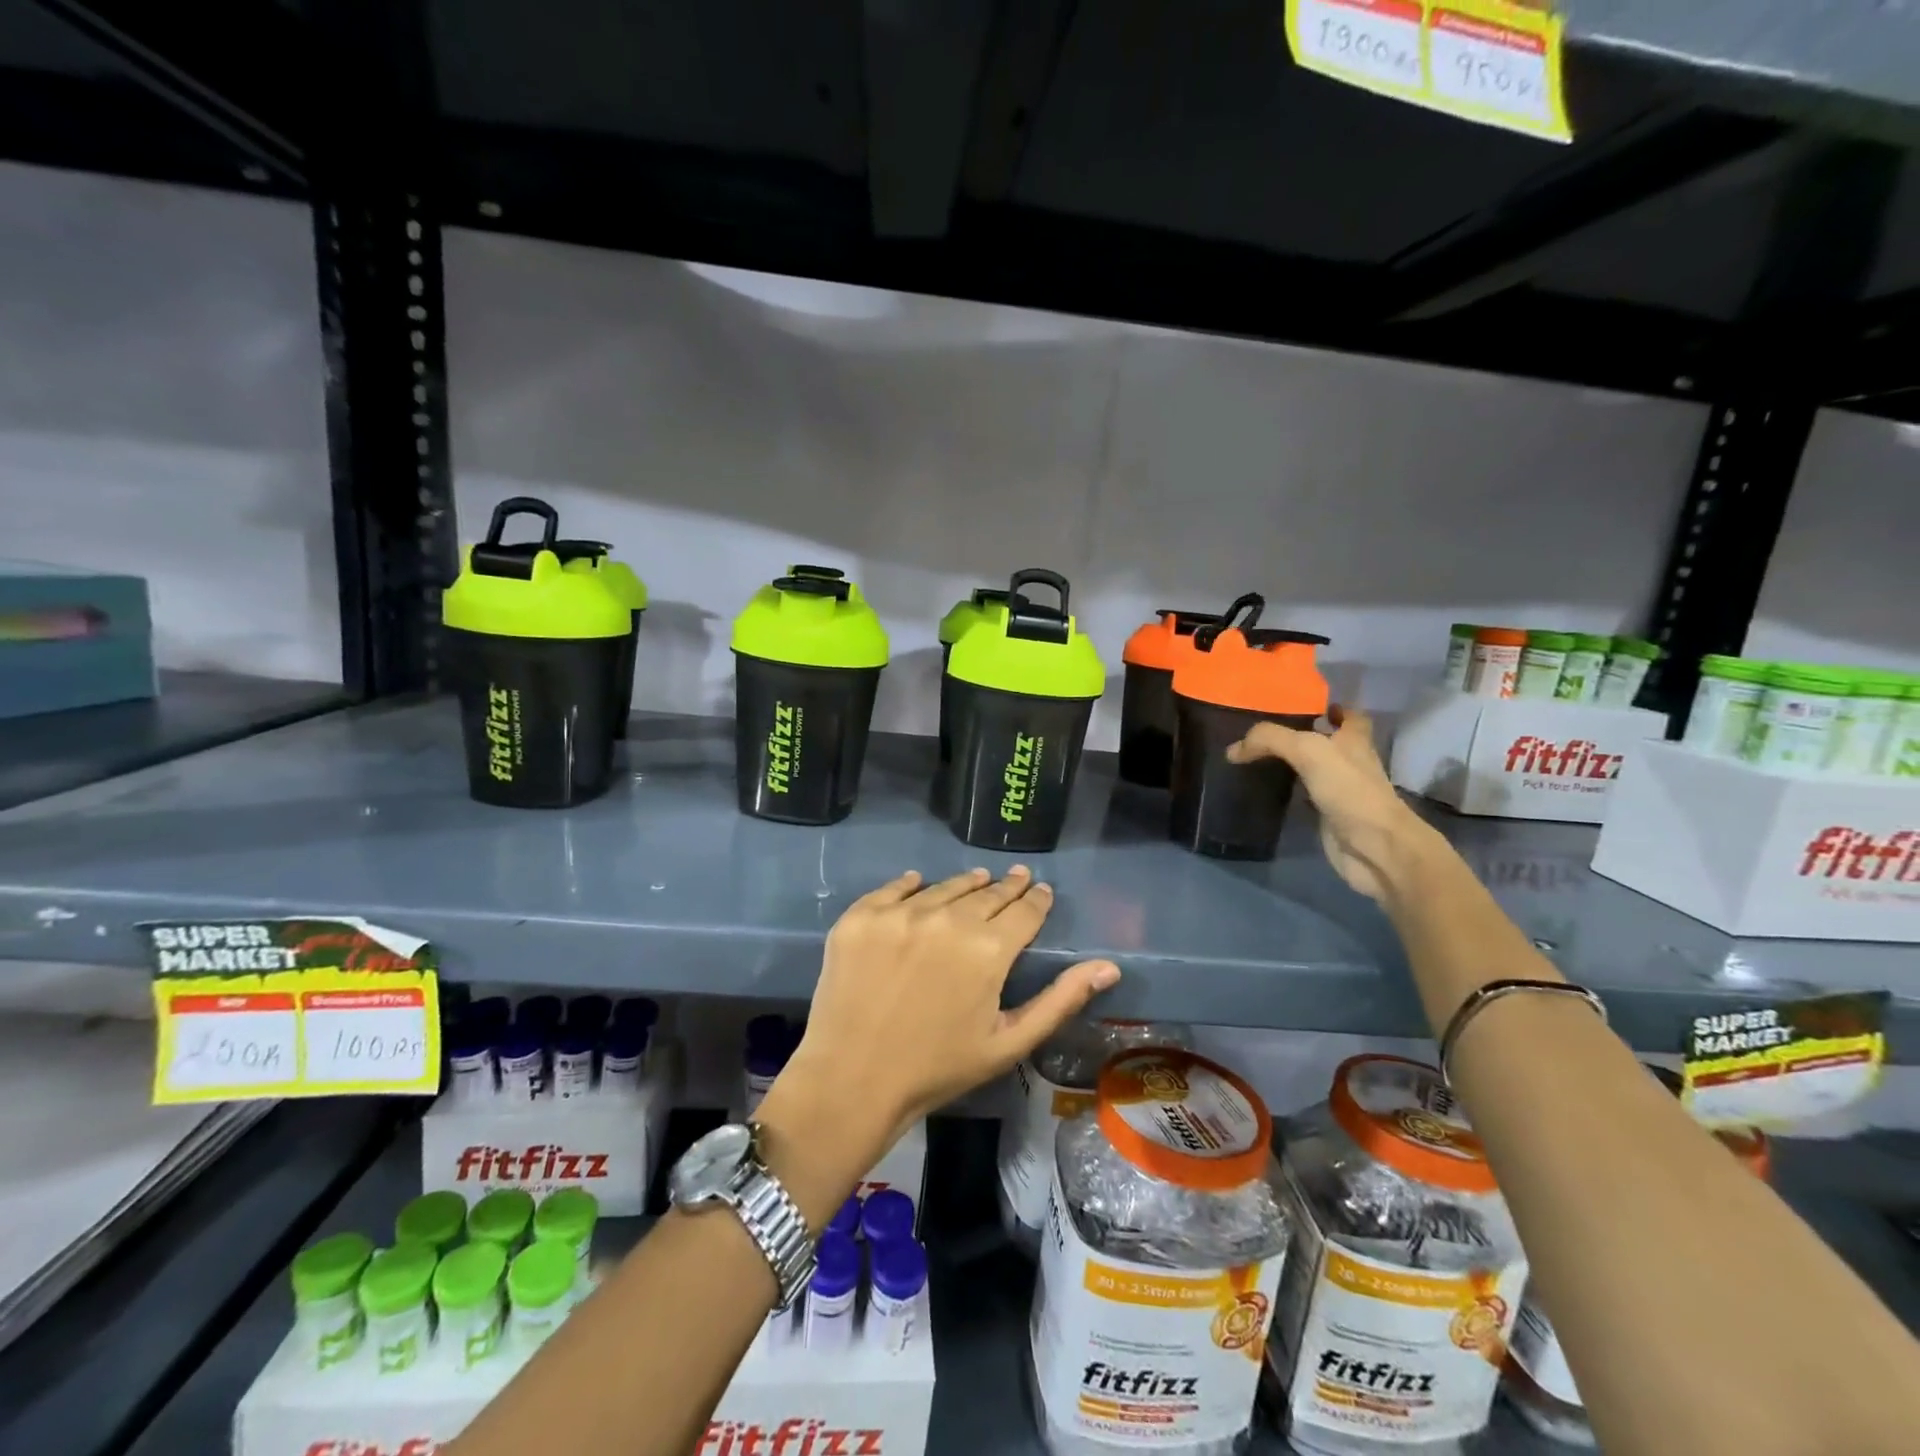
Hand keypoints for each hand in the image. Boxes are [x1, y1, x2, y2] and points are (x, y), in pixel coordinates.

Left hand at [780, 867, 1118, 1151]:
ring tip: (977, 880)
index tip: (1041, 891)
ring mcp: (900, 913)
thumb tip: (1109, 966)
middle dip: (1007, 887)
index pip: (1024, 911)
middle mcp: (947, 918)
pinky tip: (921, 882)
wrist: (852, 1080)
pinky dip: (912, 885)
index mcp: (989, 949)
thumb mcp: (1008, 1042)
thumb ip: (1060, 1000)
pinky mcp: (861, 916)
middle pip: (987, 893)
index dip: (1037, 900)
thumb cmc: (938, 1068)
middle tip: (1017, 878)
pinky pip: (895, 888)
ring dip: (966, 884)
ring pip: (945, 886)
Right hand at [1226, 705, 1437, 901]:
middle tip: (1267, 731)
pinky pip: (1304, 797)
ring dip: (1292, 763)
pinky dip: (1288, 792)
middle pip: (1327, 741)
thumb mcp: (1308, 750)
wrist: (1373, 847)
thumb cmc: (1349, 790)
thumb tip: (1234, 749)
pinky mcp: (1328, 816)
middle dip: (1303, 734)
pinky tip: (1266, 789)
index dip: (1332, 708)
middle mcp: (1350, 762)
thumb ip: (1270, 740)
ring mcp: (1340, 790)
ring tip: (1259, 756)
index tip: (1304, 706)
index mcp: (1354, 740)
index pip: (1349, 715)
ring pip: (1313, 769)